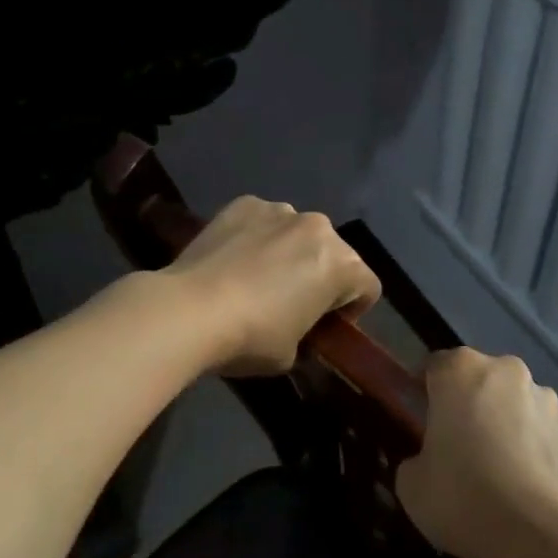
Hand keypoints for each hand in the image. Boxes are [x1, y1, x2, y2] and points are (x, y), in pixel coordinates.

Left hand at [164, 196, 380, 375]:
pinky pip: (264, 221)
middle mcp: (318, 227)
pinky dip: (258, 236)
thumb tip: (297, 326)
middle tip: (294, 303)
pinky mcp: (244, 204)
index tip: (326, 327)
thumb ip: (308, 333)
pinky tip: (234, 260)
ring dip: (291, 252)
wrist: (189, 310)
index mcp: (341, 264)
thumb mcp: (292, 353)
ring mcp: (279, 210)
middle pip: (335, 253)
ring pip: (298, 233)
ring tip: (258, 278)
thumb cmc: (251, 337)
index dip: (352, 310)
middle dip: (322, 275)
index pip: (368, 286)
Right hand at [396, 347, 557, 557]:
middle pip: (480, 380)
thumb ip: (417, 458)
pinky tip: (525, 483)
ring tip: (498, 468)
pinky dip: (533, 446)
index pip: (436, 366)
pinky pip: (543, 431)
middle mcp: (507, 371)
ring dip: (505, 422)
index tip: (421, 417)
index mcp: (461, 370)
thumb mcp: (411, 483)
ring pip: (515, 403)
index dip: (426, 390)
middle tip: (458, 444)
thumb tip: (429, 461)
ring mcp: (546, 398)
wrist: (535, 534)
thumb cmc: (461, 495)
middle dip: (470, 403)